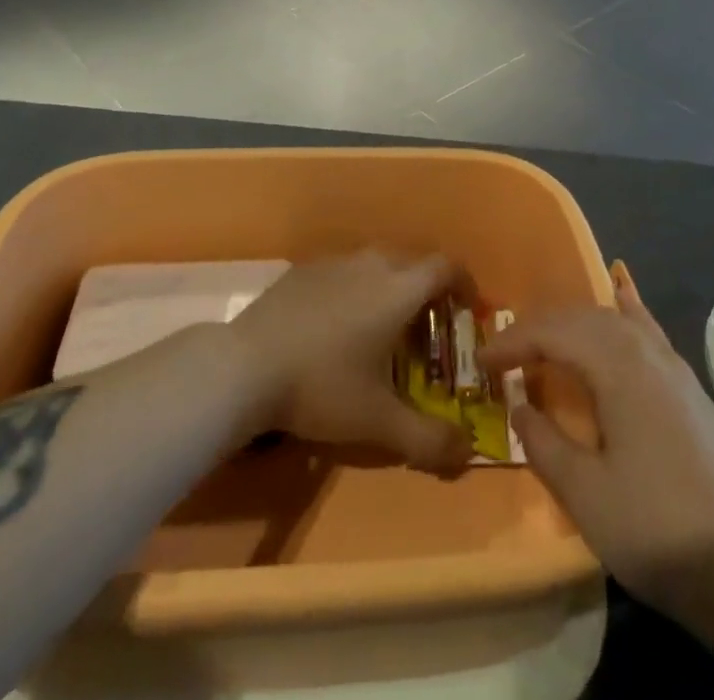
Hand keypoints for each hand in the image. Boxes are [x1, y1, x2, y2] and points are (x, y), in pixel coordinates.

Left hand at [229, 251, 469, 470]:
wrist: (245, 366)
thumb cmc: (322, 386)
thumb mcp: (379, 423)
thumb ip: (429, 439)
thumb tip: (468, 452)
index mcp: (398, 289)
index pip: (445, 266)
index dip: (464, 283)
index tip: (468, 310)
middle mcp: (371, 263)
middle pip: (412, 262)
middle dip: (428, 289)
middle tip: (427, 328)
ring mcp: (333, 262)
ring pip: (376, 263)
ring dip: (390, 286)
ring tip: (383, 326)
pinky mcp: (303, 269)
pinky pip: (344, 270)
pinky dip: (355, 288)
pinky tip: (337, 324)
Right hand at [481, 262, 713, 625]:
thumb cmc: (658, 528)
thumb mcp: (586, 494)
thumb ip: (545, 443)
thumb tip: (520, 406)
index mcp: (618, 366)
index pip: (553, 333)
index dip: (512, 342)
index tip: (481, 362)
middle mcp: (646, 351)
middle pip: (582, 318)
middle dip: (539, 329)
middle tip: (506, 355)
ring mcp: (674, 367)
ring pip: (614, 321)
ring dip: (574, 325)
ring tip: (546, 344)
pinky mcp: (690, 388)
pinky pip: (647, 330)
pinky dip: (625, 310)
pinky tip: (622, 296)